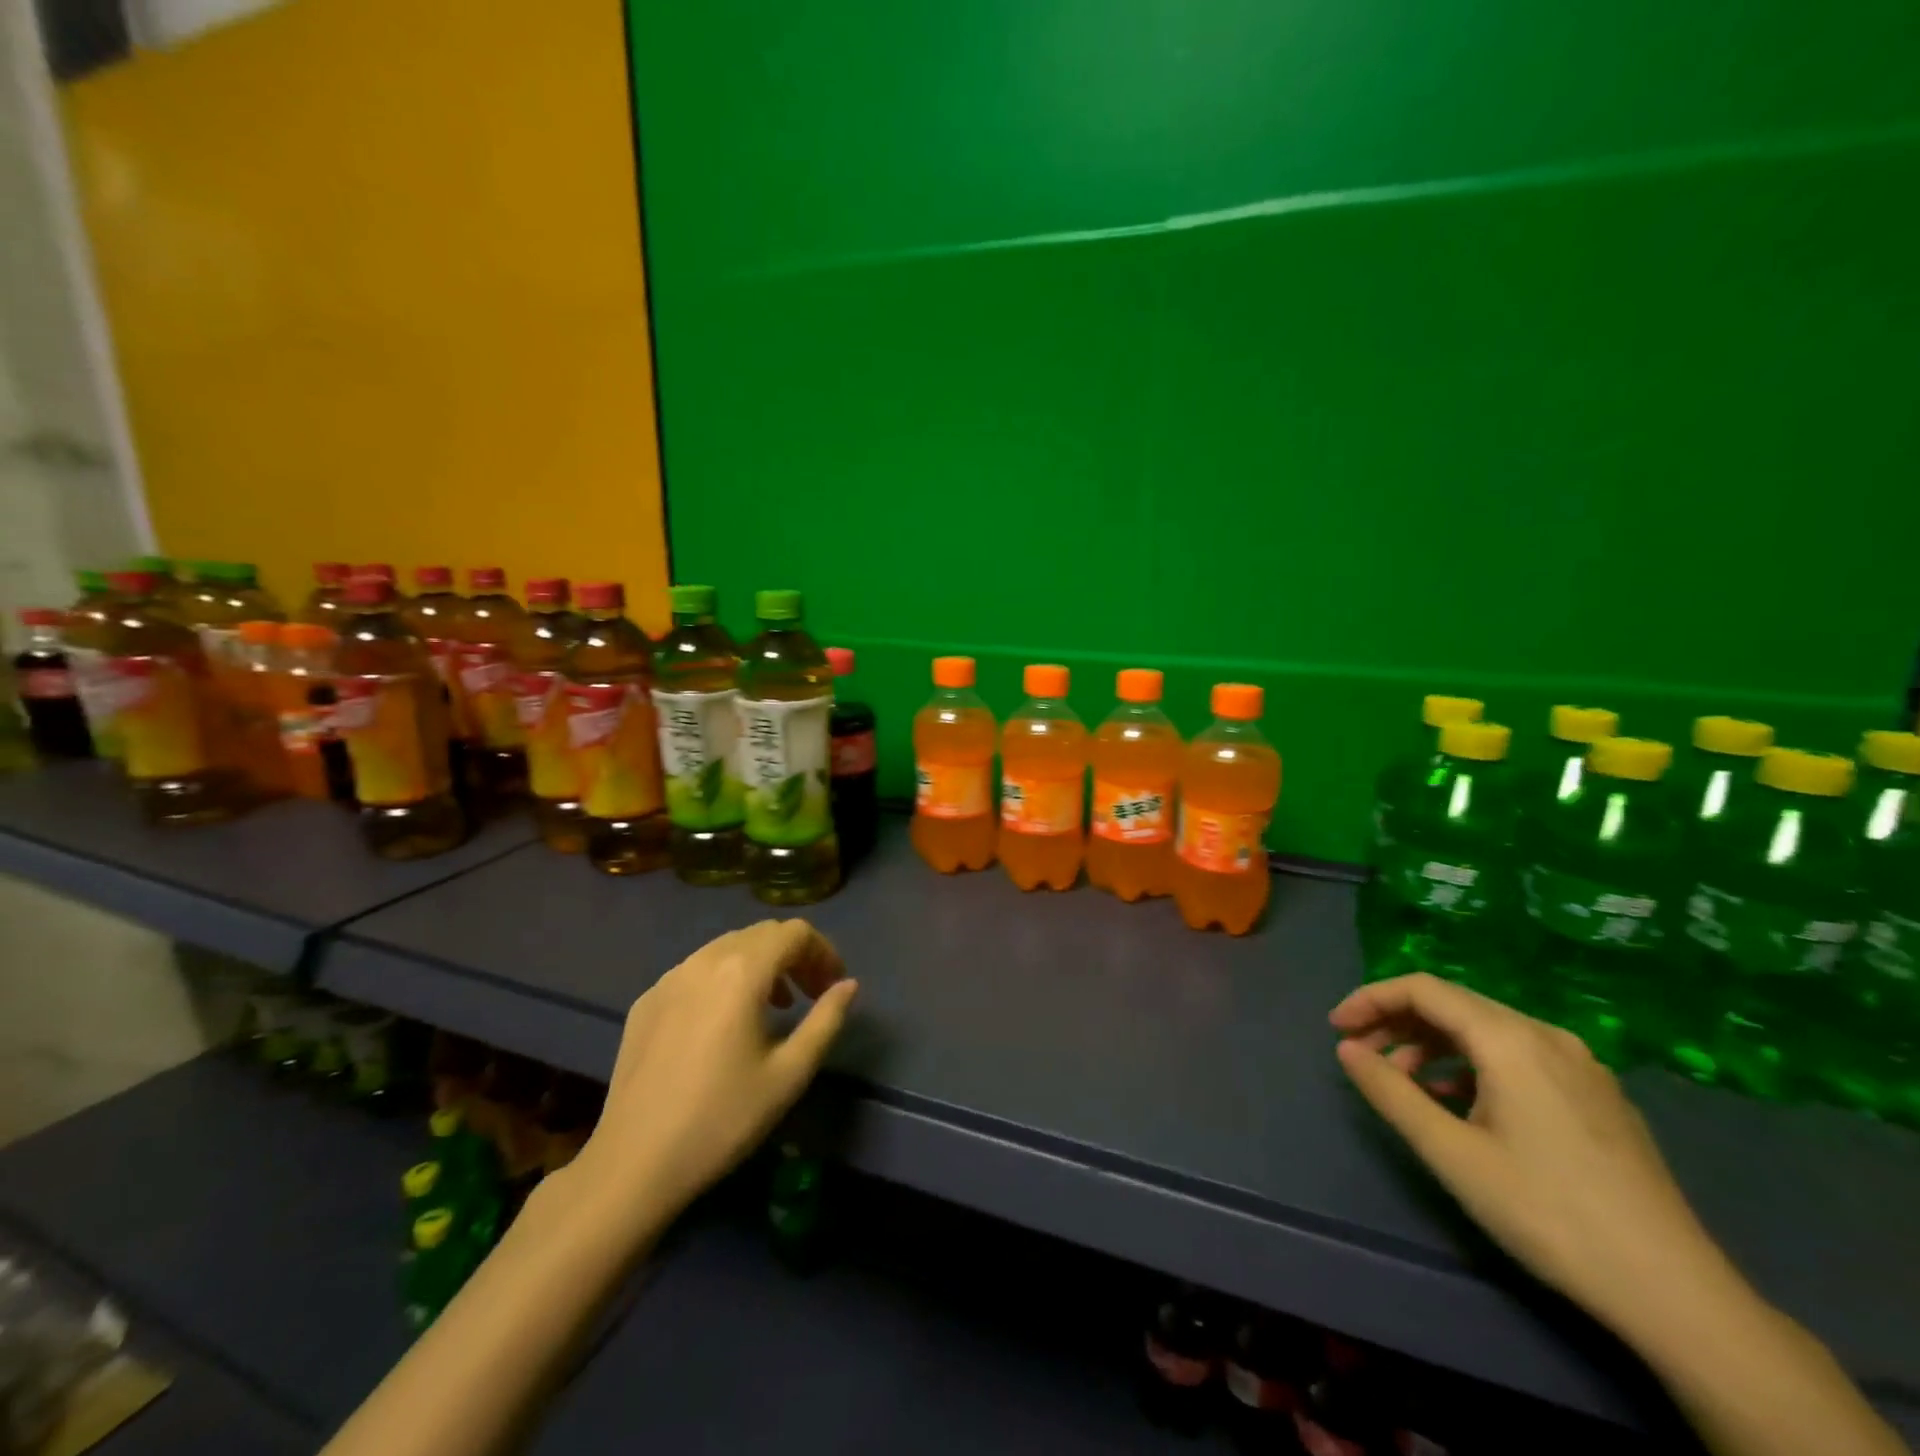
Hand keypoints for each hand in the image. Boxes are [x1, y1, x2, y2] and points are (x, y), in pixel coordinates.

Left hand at [565, 920, 857, 1234]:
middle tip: (811, 995)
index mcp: (742, 971)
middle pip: (762, 934)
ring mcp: (669, 978)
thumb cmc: (723, 1119)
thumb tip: (848, 985)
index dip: (823, 951)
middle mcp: (704, 960)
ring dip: (760, 965)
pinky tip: (725, 1024)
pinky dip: (724, 979)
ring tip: (774, 1007)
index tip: (833, 986)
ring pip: (727, 948)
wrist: (634, 1163)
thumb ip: (826, 1020)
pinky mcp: (646, 1001)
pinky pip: (696, 971)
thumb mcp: (790, 1074)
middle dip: (794, 956)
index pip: (794, 932)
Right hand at [1329, 974, 1726, 1340]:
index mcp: (1510, 1039)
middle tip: (1361, 1056)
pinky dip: (1471, 1066)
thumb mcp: (1452, 1154)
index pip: (1423, 989)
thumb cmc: (1548, 1213)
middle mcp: (1547, 1035)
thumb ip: (1391, 1092)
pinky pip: (1517, 1056)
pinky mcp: (1596, 1094)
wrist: (1676, 1292)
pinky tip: (1460, 1106)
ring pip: (1485, 1031)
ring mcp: (1579, 1064)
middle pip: (1454, 1005)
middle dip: (1398, 1023)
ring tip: (1406, 1087)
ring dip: (1433, 1046)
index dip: (1371, 999)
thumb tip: (1347, 1049)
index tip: (1336, 1030)